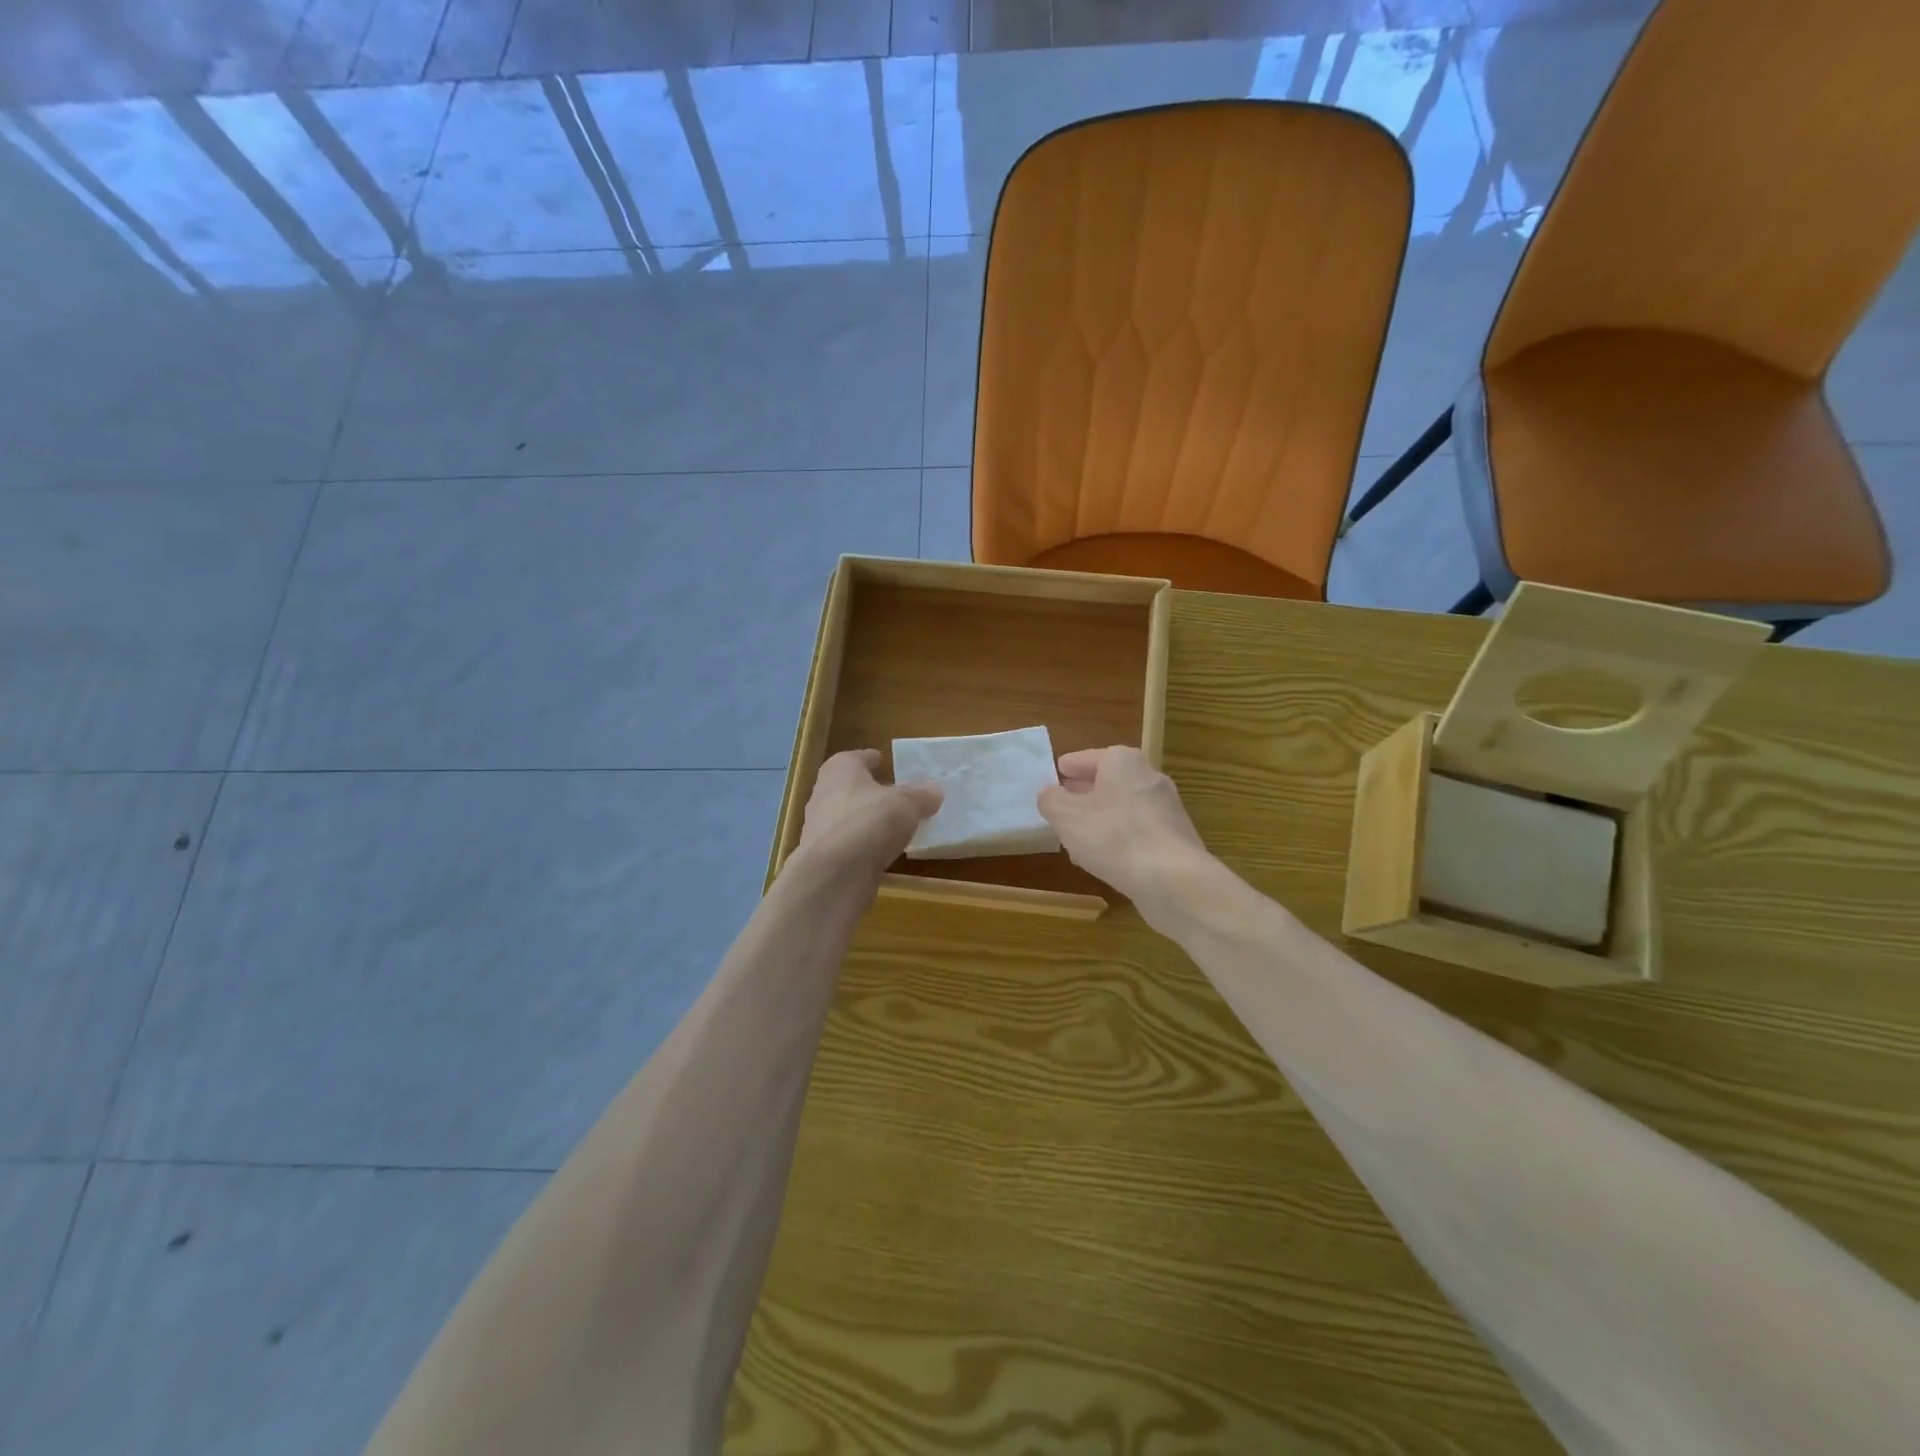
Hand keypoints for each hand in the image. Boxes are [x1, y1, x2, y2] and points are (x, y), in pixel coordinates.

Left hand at [794, 749, 942, 881]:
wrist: (834, 873)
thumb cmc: (869, 822)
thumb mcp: (906, 804)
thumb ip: (921, 795)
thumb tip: (934, 790)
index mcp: (840, 769)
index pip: (858, 758)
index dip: (874, 760)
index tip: (887, 763)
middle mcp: (824, 792)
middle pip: (852, 787)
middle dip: (871, 792)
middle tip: (898, 797)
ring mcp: (820, 826)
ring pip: (849, 817)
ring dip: (868, 820)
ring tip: (895, 827)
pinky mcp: (824, 856)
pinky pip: (850, 844)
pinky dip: (864, 845)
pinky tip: (883, 852)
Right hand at [1037, 747, 1210, 908]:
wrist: (1173, 880)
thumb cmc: (1113, 837)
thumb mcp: (1067, 817)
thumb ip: (1051, 800)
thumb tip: (1049, 793)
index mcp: (1122, 761)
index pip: (1083, 759)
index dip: (1064, 771)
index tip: (1050, 782)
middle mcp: (1148, 776)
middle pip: (1105, 782)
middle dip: (1082, 797)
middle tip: (1059, 811)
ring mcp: (1166, 807)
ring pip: (1121, 808)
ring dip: (1099, 821)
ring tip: (1076, 842)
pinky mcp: (1174, 837)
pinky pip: (1136, 831)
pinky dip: (1118, 839)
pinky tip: (1103, 860)